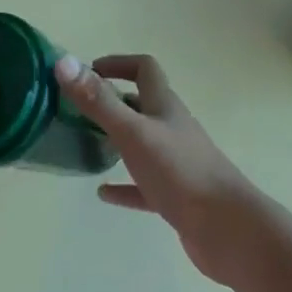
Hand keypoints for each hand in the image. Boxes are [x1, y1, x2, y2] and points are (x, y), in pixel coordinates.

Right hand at [56, 54, 261, 284]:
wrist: (228, 230)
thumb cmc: (180, 172)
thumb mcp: (132, 132)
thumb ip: (98, 100)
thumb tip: (63, 62)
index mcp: (164, 106)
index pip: (144, 69)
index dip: (118, 64)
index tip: (88, 71)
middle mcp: (172, 128)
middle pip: (143, 104)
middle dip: (113, 101)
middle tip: (80, 108)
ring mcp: (176, 163)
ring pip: (143, 143)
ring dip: (118, 140)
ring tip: (87, 144)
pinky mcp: (176, 197)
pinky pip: (144, 186)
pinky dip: (124, 186)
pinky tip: (103, 193)